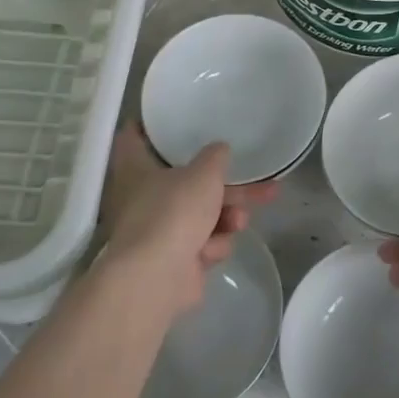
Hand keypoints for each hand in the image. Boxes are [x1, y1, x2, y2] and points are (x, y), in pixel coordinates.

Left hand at [97, 128, 276, 319]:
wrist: (156, 279)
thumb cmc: (173, 212)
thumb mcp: (204, 172)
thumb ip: (215, 157)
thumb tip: (219, 150)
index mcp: (136, 168)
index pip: (135, 136)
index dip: (152, 126)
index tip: (173, 118)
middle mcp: (142, 196)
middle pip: (188, 182)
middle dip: (227, 187)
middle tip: (262, 183)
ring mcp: (158, 231)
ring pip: (202, 214)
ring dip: (226, 217)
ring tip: (238, 221)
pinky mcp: (173, 260)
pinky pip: (202, 243)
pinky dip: (212, 245)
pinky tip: (212, 250)